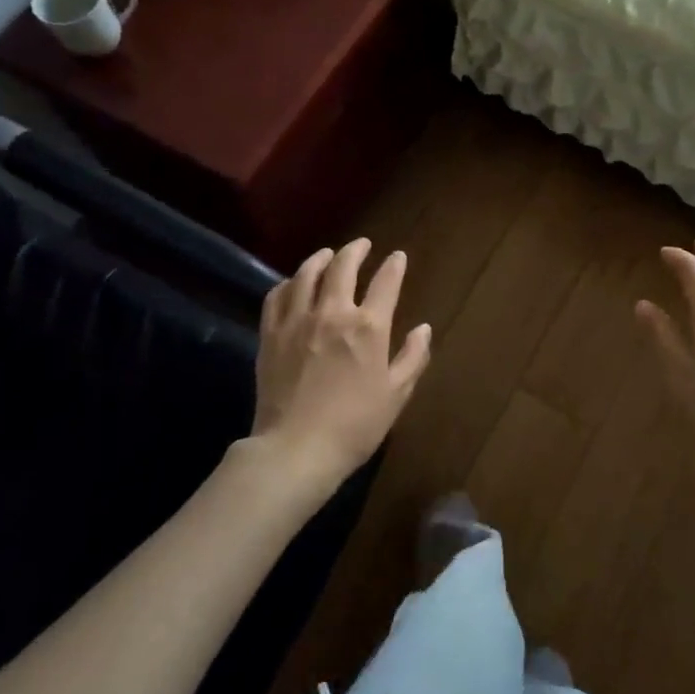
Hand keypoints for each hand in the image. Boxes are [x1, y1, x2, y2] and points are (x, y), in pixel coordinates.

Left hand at [251, 238, 431, 493]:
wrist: (296, 448)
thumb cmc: (355, 425)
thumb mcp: (396, 394)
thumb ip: (413, 357)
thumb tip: (423, 329)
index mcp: (368, 327)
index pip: (386, 283)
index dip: (394, 266)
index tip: (398, 257)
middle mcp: (332, 313)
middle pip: (343, 267)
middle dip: (356, 250)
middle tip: (362, 245)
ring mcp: (297, 320)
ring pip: (306, 274)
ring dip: (320, 259)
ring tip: (327, 255)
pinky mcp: (271, 334)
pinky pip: (277, 296)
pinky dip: (288, 283)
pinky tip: (293, 284)